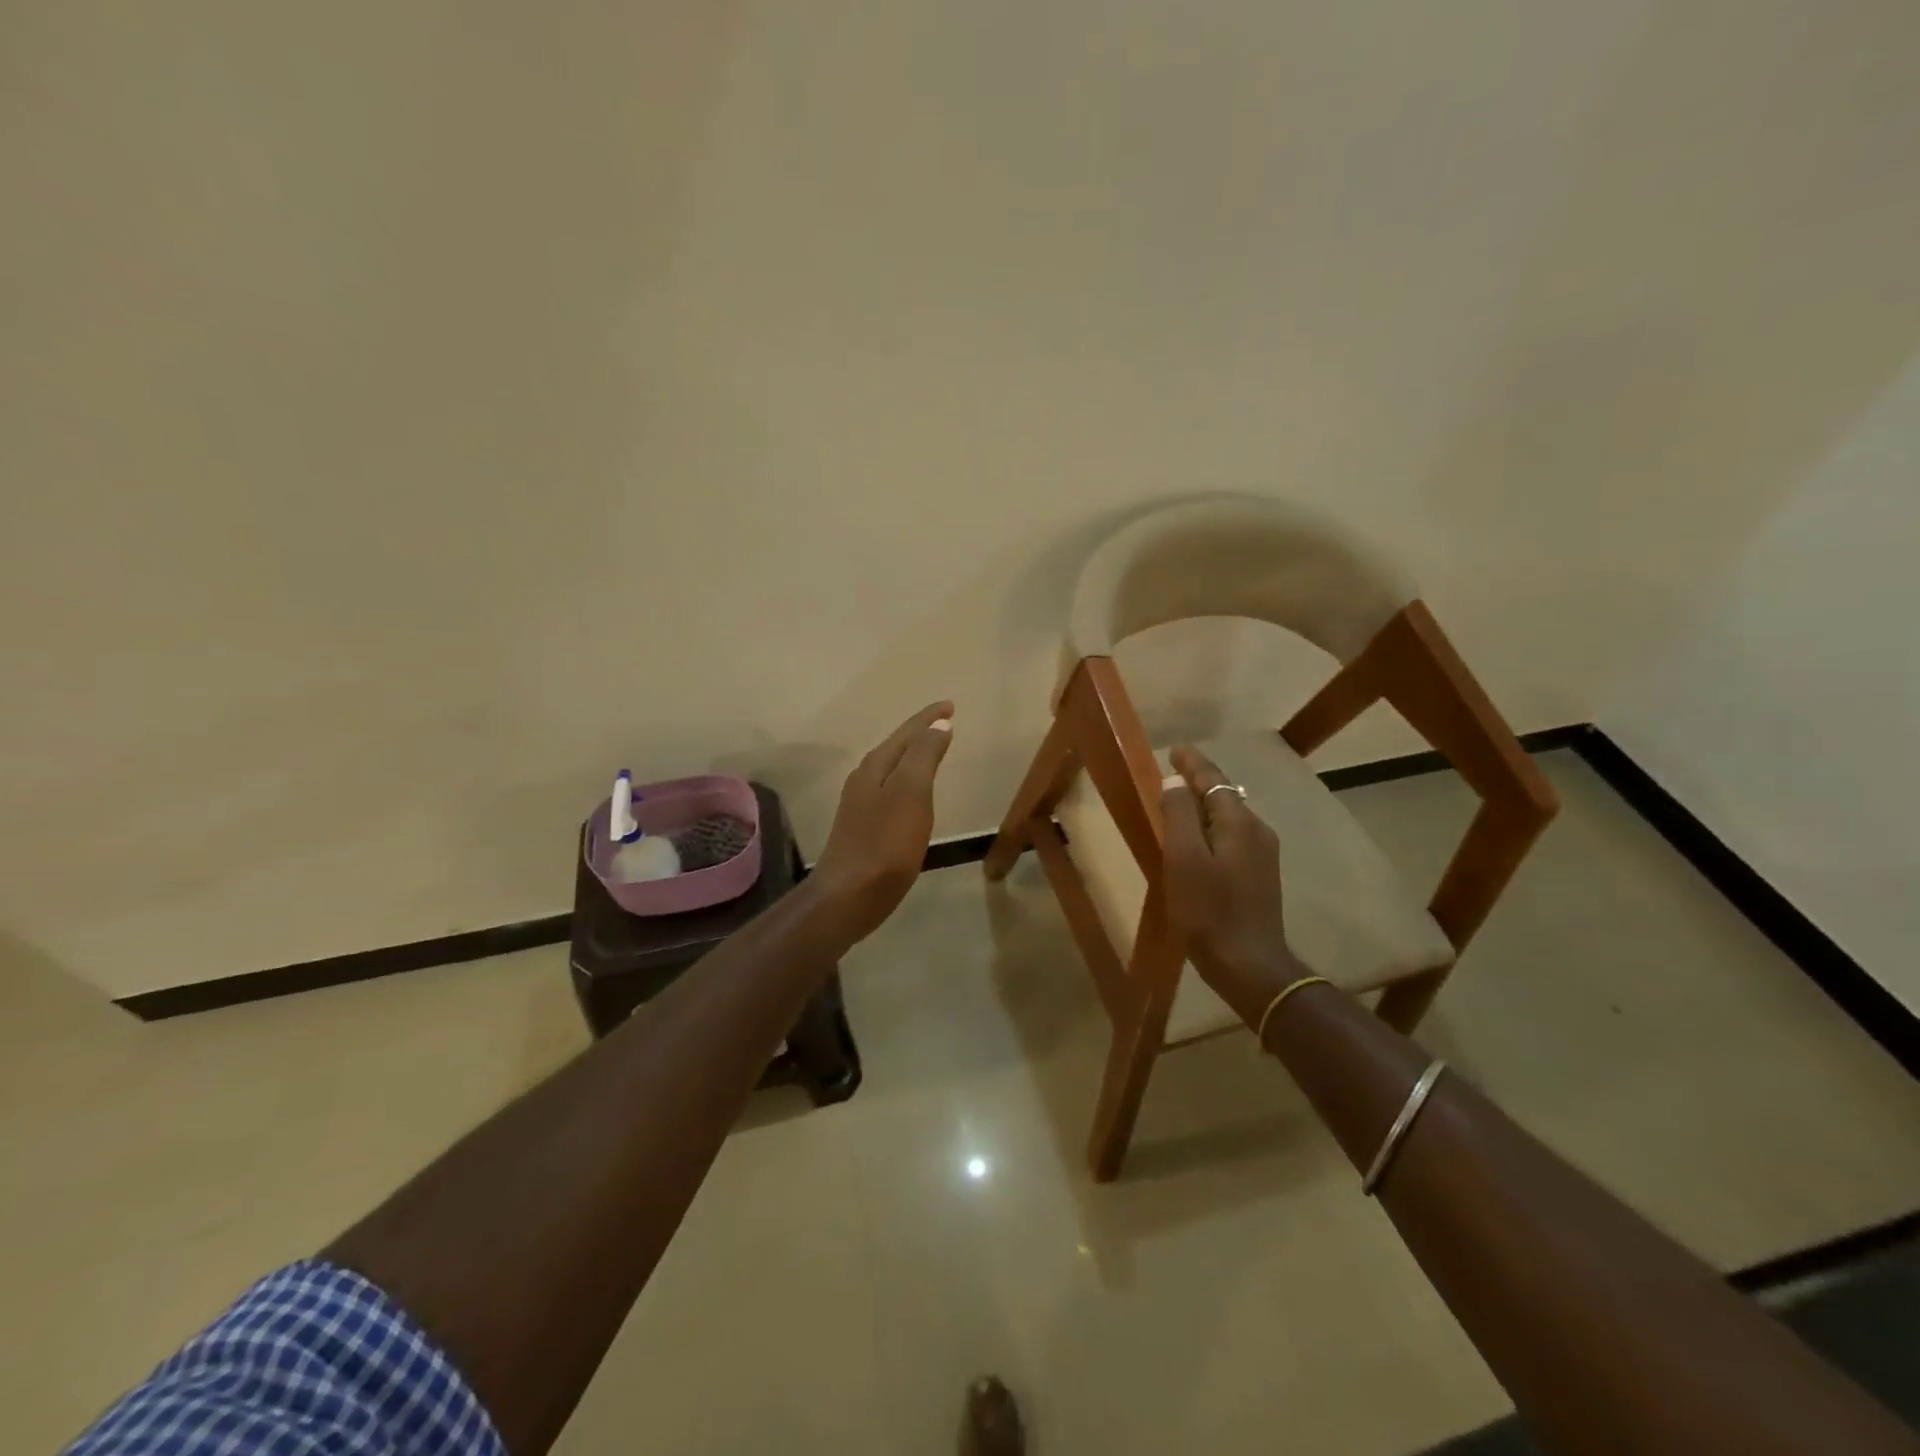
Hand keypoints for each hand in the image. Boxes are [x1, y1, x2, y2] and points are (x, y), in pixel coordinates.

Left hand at [807, 701, 954, 944]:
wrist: (848, 896)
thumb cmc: (885, 843)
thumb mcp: (911, 793)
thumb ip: (924, 756)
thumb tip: (938, 724)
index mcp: (876, 766)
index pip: (907, 732)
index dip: (929, 718)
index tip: (950, 705)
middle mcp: (864, 779)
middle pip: (896, 747)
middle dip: (920, 733)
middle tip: (945, 723)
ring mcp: (861, 805)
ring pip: (891, 769)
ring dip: (913, 756)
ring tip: (933, 750)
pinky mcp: (865, 828)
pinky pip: (891, 791)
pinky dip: (908, 782)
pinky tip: (914, 795)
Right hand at [1159, 744, 1304, 1004]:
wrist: (1249, 965)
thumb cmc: (1209, 910)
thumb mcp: (1183, 858)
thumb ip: (1179, 814)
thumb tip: (1176, 781)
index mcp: (1240, 822)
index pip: (1214, 779)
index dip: (1193, 762)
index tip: (1175, 749)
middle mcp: (1257, 831)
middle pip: (1225, 795)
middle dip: (1200, 780)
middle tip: (1173, 771)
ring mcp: (1263, 855)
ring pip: (1230, 817)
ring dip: (1205, 805)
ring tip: (1180, 801)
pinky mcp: (1259, 877)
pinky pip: (1232, 837)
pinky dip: (1211, 827)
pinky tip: (1198, 840)